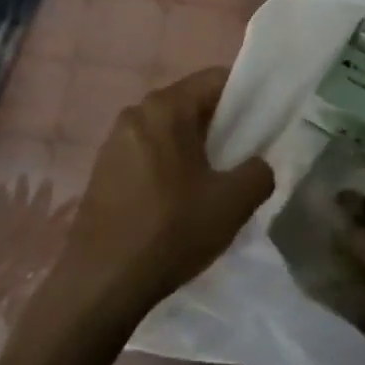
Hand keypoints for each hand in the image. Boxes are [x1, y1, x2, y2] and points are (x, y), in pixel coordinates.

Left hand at [55, 68, 273, 320]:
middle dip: (220, 126)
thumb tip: (259, 164)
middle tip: (242, 158)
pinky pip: (148, 151)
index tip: (263, 125)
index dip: (246, 97)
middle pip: (191, 103)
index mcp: (165, 107)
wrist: (101, 285)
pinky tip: (179, 201)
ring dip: (193, 148)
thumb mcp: (233, 203)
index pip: (216, 79)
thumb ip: (260, 172)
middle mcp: (136, 112)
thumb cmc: (170, 232)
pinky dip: (169, 164)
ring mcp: (114, 141)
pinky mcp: (103, 169)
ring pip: (169, 130)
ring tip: (212, 184)